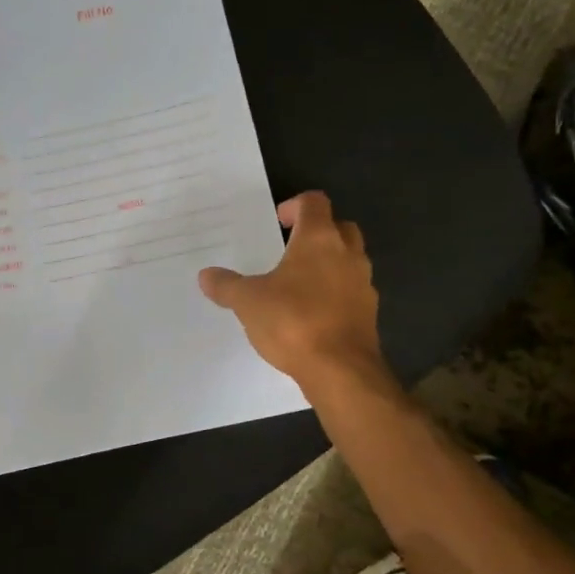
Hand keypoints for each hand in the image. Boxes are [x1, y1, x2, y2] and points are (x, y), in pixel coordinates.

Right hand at [198, 192, 391, 395]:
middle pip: (339, 226)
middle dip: (317, 231)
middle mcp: (347, 254)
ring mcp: (363, 284)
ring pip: (349, 259)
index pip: (314, 203)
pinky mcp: (369, 313)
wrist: (341, 370)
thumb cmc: (293, 321)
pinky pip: (352, 290)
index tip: (278, 221)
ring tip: (298, 282)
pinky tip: (312, 313)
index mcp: (319, 239)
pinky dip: (335, 292)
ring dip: (329, 262)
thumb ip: (226, 285)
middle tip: (290, 247)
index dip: (295, 205)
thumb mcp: (248, 302)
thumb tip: (205, 275)